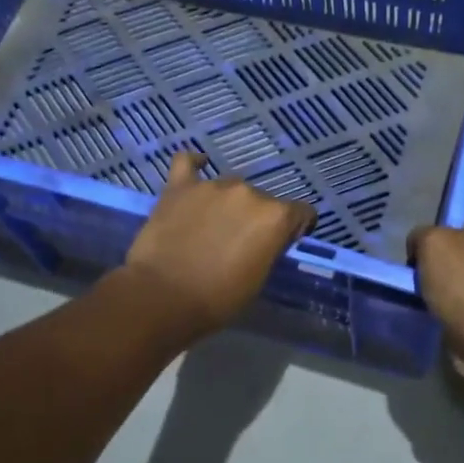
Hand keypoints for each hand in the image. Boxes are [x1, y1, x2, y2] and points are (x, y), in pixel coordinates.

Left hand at [119, 152, 316, 338]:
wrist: (162, 297)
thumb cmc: (217, 299)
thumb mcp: (258, 280)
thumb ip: (267, 249)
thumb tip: (263, 240)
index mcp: (274, 217)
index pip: (301, 212)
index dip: (295, 229)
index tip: (282, 243)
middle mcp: (248, 192)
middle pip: (262, 200)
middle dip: (256, 218)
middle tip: (239, 242)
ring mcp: (212, 186)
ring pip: (229, 188)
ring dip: (227, 203)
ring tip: (211, 225)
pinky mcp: (179, 187)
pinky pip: (187, 163)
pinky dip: (194, 165)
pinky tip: (197, 168)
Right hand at [408, 152, 463, 392]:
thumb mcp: (435, 245)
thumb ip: (423, 234)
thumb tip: (421, 245)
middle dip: (452, 207)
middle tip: (419, 199)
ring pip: (463, 249)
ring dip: (440, 247)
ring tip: (405, 241)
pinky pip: (455, 281)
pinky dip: (436, 278)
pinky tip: (410, 277)